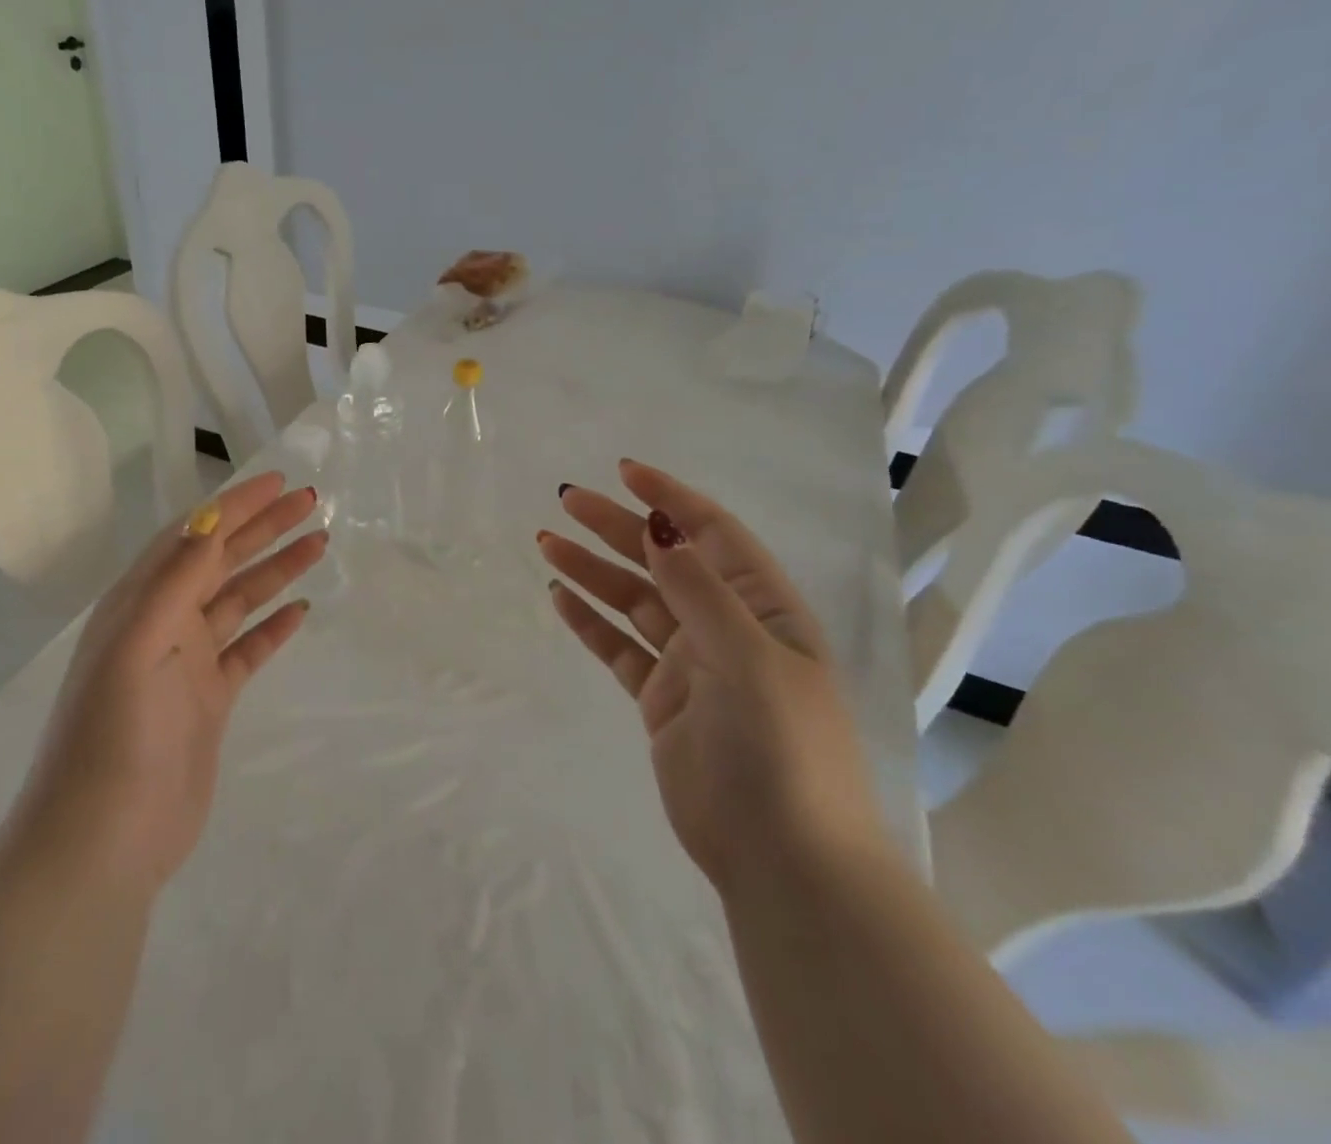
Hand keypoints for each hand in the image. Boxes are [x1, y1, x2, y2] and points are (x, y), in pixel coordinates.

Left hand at [7, 473, 327, 896]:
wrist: (103, 841)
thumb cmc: (114, 735)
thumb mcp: (138, 645)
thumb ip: (174, 581)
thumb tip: (209, 518)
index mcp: (139, 603)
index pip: (194, 536)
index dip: (235, 505)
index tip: (279, 482)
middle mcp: (163, 623)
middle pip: (222, 561)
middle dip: (264, 528)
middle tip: (312, 503)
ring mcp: (187, 663)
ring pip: (240, 600)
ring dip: (277, 570)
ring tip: (319, 543)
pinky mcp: (209, 700)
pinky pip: (248, 650)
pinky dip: (274, 627)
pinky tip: (302, 609)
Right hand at [539, 460, 886, 892]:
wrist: (783, 858)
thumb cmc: (779, 746)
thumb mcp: (747, 657)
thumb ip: (699, 590)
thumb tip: (660, 525)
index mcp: (763, 608)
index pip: (712, 534)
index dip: (670, 499)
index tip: (623, 472)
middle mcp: (726, 627)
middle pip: (664, 561)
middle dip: (618, 528)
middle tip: (567, 501)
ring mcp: (692, 664)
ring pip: (634, 601)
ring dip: (594, 571)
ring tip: (547, 543)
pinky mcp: (662, 700)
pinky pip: (619, 647)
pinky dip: (590, 622)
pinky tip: (560, 597)